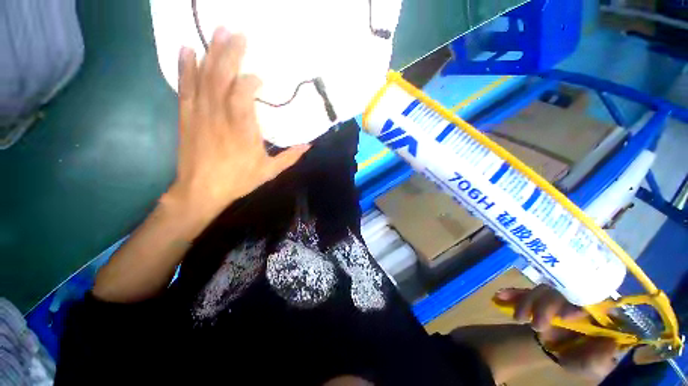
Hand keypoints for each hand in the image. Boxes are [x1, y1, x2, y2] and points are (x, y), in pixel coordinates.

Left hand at [166, 28, 309, 226]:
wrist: (202, 190)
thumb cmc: (239, 180)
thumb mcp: (270, 171)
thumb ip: (290, 157)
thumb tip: (309, 145)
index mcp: (243, 130)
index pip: (244, 93)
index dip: (251, 81)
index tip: (260, 78)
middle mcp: (221, 115)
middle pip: (223, 76)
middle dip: (230, 52)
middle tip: (237, 31)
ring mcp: (201, 113)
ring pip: (204, 76)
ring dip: (211, 52)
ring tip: (218, 31)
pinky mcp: (187, 115)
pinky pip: (185, 87)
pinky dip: (185, 66)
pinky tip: (186, 49)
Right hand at [496, 285, 618, 380]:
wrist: (560, 354)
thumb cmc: (583, 360)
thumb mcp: (596, 366)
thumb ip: (602, 358)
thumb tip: (610, 343)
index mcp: (597, 314)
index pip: (592, 299)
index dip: (579, 303)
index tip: (565, 318)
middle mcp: (578, 301)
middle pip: (562, 292)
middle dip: (545, 306)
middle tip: (536, 326)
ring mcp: (557, 299)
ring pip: (541, 290)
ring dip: (527, 302)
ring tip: (519, 319)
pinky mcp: (539, 299)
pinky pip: (525, 291)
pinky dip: (513, 293)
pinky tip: (500, 296)